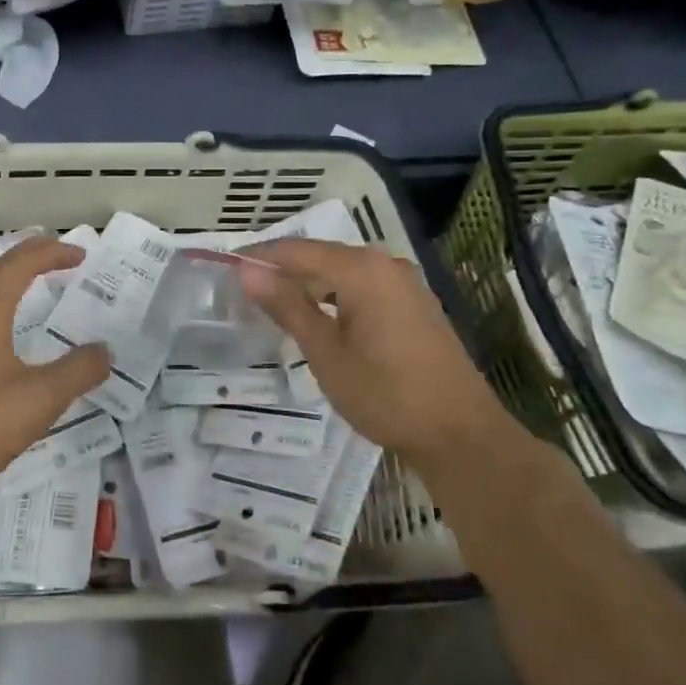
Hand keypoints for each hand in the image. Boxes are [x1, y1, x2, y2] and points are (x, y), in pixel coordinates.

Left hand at [0, 236, 110, 503]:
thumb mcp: (41, 397)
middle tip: (61, 256)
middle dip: (29, 258)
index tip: (81, 255)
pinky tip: (9, 332)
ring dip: (10, 281)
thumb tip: (105, 351)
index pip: (18, 265)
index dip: (50, 254)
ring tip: (37, 284)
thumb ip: (78, 370)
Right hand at [239, 239, 505, 467]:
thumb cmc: (385, 393)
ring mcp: (404, 284)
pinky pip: (362, 287)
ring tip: (272, 305)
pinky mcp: (413, 305)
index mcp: (361, 269)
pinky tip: (317, 318)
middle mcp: (384, 264)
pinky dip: (333, 296)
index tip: (225, 269)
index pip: (296, 250)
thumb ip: (287, 306)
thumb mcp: (325, 352)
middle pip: (320, 256)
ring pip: (341, 272)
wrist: (460, 434)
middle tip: (243, 291)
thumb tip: (247, 271)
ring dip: (307, 284)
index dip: (258, 257)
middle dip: (281, 271)